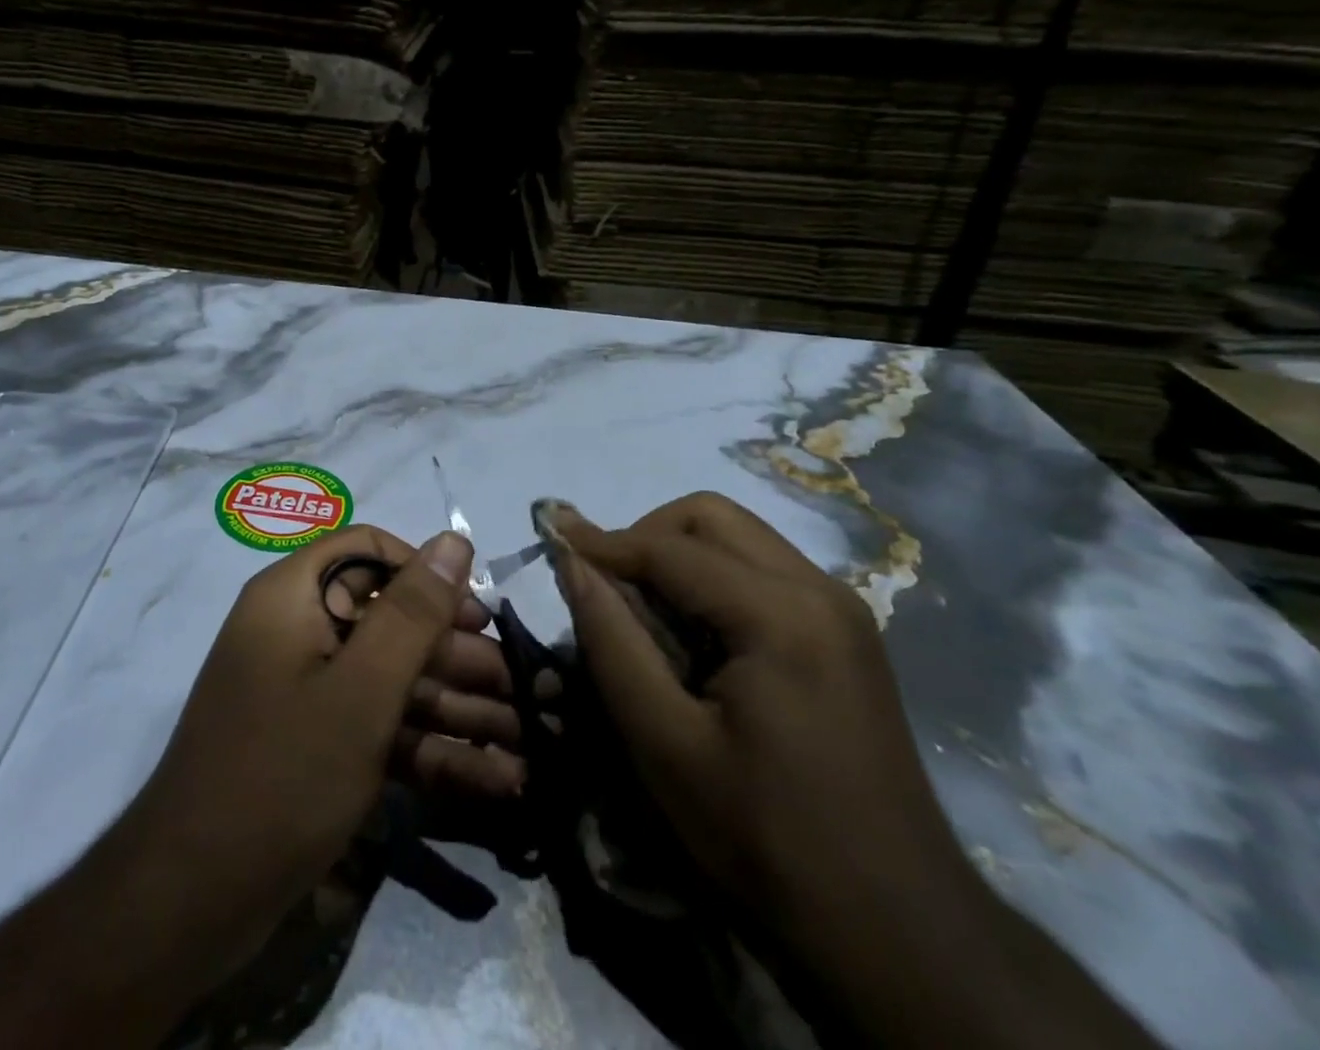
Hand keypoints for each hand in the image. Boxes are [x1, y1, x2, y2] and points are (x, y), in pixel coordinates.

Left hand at [120, 524, 497, 975]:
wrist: (193, 902)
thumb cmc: (283, 774)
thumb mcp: (361, 690)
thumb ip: (412, 612)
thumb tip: (455, 540)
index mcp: (293, 596)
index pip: (369, 550)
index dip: (424, 573)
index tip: (474, 614)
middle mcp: (299, 631)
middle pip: (389, 619)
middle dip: (455, 657)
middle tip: (516, 689)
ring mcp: (307, 691)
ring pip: (392, 680)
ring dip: (455, 708)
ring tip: (523, 741)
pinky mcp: (317, 744)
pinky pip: (380, 726)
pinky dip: (429, 748)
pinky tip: (493, 777)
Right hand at [540, 493, 965, 937]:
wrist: (897, 928)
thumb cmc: (765, 836)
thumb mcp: (664, 742)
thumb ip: (611, 640)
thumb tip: (572, 563)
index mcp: (781, 615)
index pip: (669, 548)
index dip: (602, 540)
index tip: (549, 535)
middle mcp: (819, 590)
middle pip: (712, 517)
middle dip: (646, 535)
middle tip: (605, 583)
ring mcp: (841, 609)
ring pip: (739, 537)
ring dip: (679, 553)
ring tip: (641, 606)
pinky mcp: (846, 633)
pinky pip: (763, 569)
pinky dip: (712, 577)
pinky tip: (692, 630)